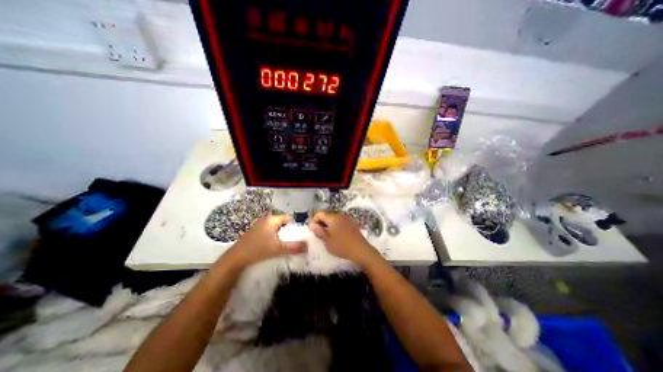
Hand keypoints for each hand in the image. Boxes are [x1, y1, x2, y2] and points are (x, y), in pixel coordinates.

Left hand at [223, 214, 304, 267]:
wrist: (235, 259)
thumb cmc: (258, 250)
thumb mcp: (278, 249)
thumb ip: (293, 247)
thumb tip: (307, 246)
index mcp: (271, 219)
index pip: (288, 217)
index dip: (295, 225)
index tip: (299, 235)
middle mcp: (265, 220)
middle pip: (282, 223)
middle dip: (289, 231)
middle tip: (294, 241)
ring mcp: (259, 226)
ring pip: (276, 228)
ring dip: (281, 235)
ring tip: (286, 245)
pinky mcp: (255, 233)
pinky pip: (269, 232)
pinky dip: (274, 238)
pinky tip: (274, 247)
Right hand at [309, 212, 379, 266]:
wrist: (361, 250)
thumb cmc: (342, 246)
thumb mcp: (327, 240)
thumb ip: (318, 231)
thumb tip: (311, 224)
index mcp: (332, 217)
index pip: (319, 213)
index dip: (314, 221)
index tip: (313, 231)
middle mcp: (339, 215)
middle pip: (326, 215)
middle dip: (321, 223)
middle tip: (319, 235)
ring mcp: (347, 219)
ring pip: (333, 219)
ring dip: (328, 226)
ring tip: (327, 237)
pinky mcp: (351, 224)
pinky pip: (340, 222)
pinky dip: (335, 227)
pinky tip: (337, 237)